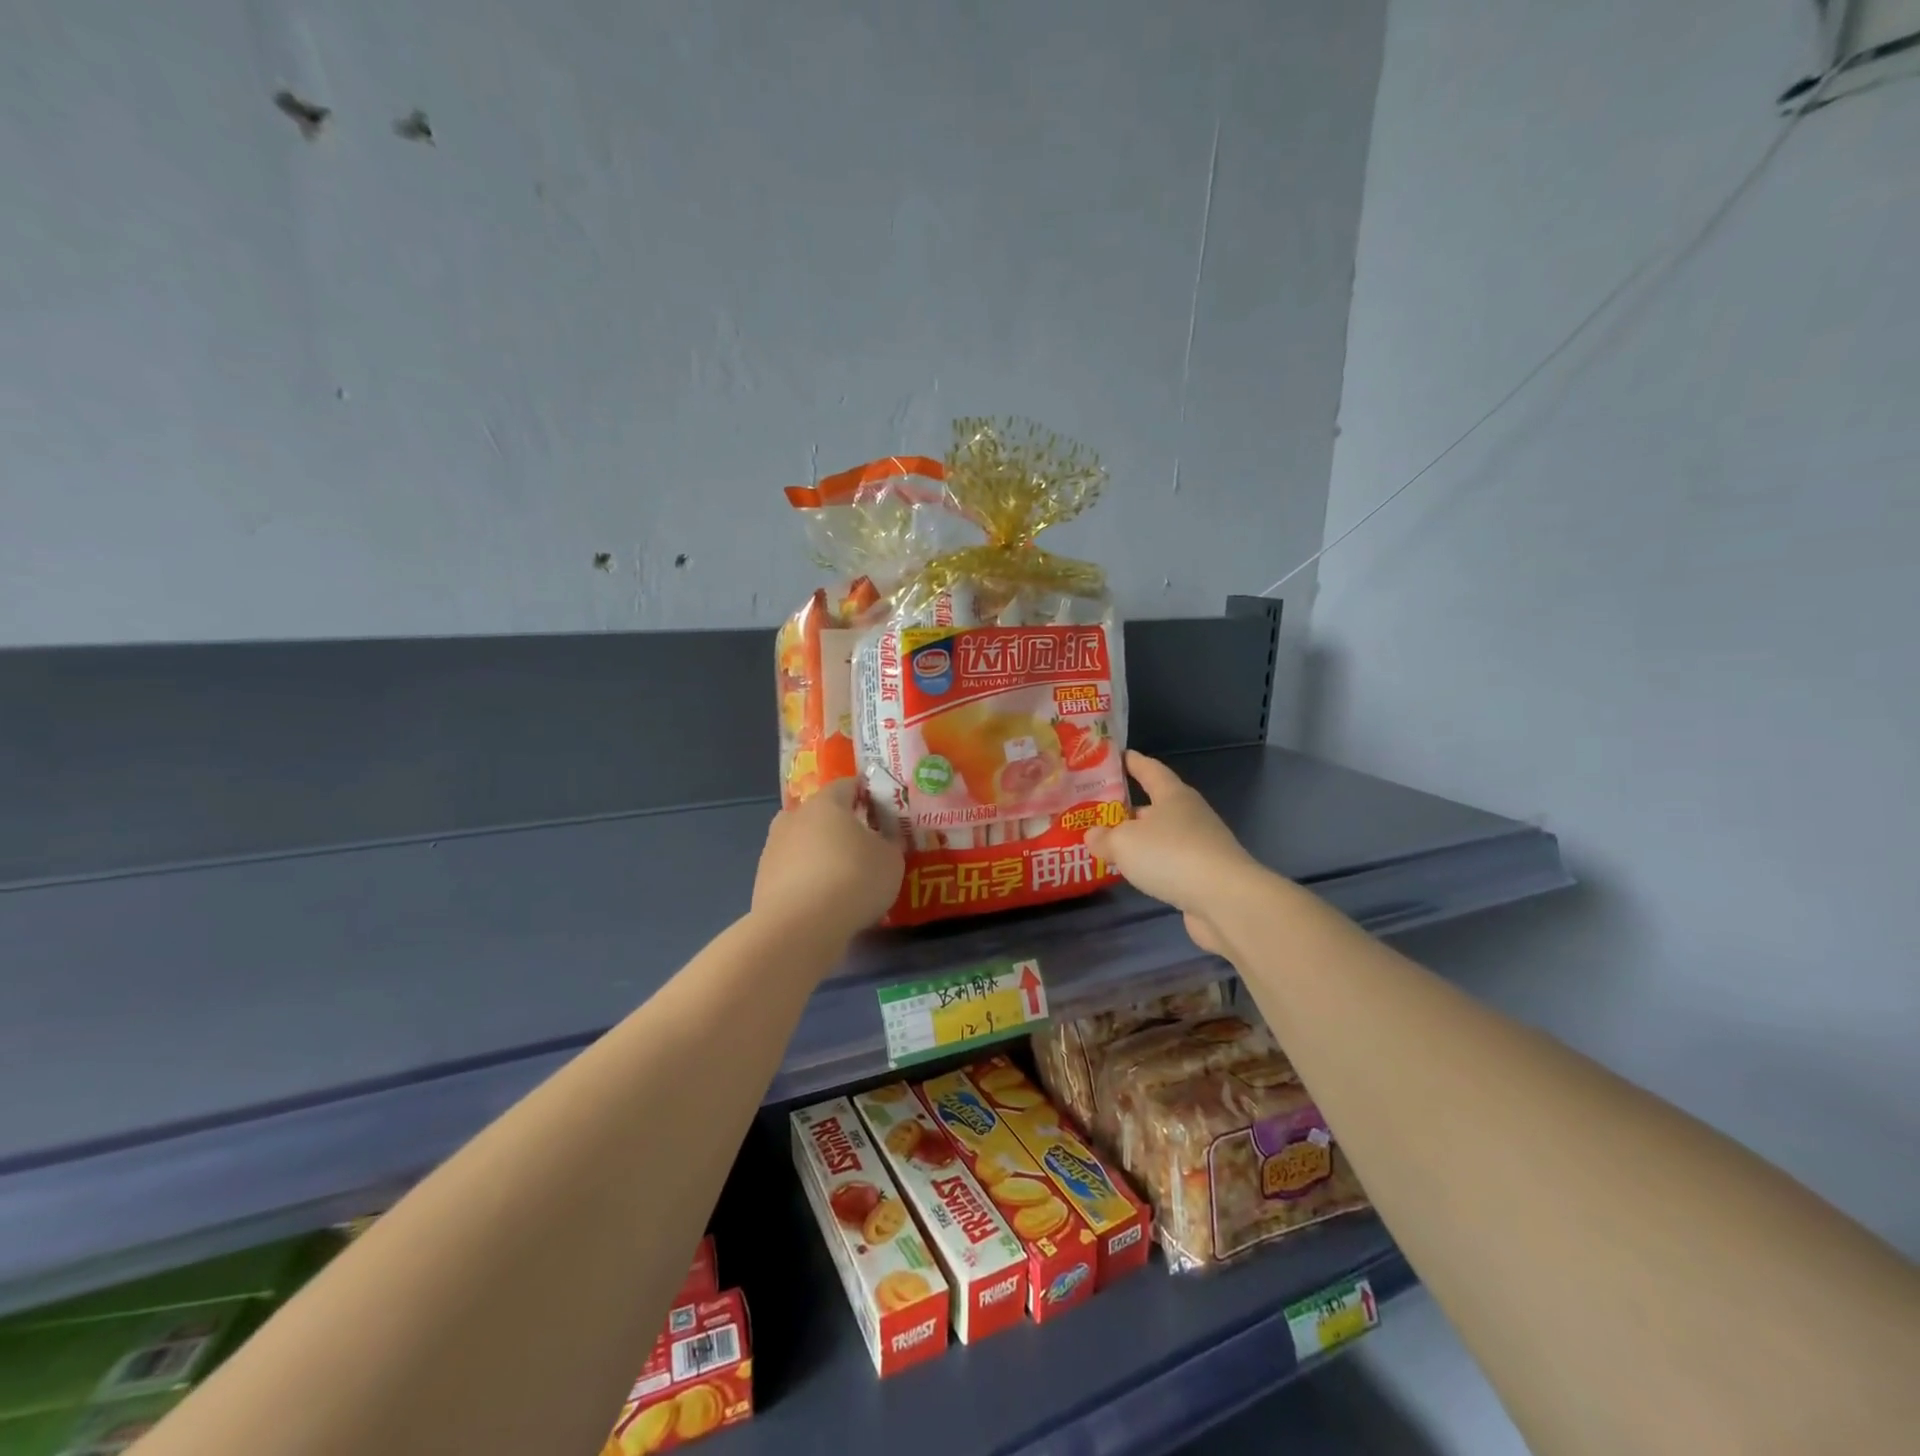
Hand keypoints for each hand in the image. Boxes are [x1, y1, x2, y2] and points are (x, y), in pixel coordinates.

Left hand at [753, 779, 903, 942]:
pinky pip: (792, 872)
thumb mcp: (891, 860)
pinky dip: (807, 880)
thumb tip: (883, 840)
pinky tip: (823, 901)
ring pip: (803, 843)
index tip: (881, 811)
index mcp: (826, 803)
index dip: (865, 794)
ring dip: (820, 854)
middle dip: (840, 826)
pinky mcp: (762, 880)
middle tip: (862, 846)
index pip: (847, 785)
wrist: (800, 927)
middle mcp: (794, 818)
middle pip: (820, 814)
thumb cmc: (853, 880)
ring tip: (842, 879)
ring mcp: (773, 849)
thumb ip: (889, 844)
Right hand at [1085, 752, 1264, 956]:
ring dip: (1140, 839)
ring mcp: (1201, 845)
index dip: (1132, 762)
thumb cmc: (1171, 855)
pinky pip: (1170, 862)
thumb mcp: (1124, 843)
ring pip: (1162, 835)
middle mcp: (1189, 814)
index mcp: (1173, 795)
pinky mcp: (1204, 874)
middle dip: (1129, 807)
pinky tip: (1135, 874)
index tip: (1116, 756)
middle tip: (1099, 811)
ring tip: (1110, 846)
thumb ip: (1104, 838)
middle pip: (1156, 804)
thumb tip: (1092, 835)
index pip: (1150, 769)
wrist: (1224, 899)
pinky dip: (1152, 864)